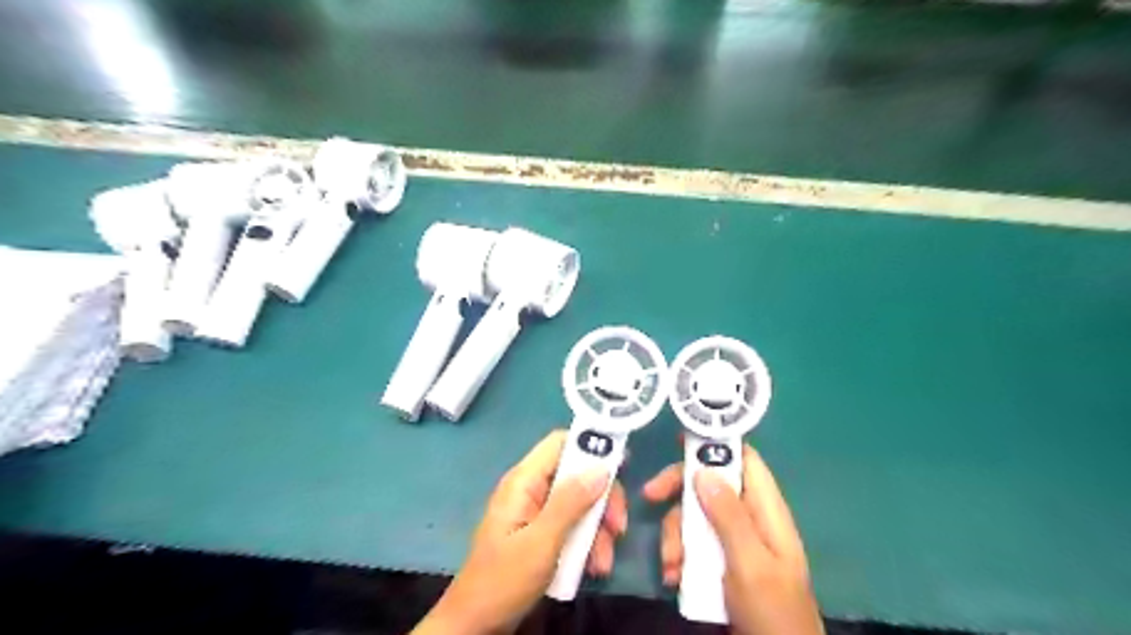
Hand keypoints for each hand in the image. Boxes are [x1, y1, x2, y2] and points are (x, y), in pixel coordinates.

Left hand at [415, 430, 626, 632]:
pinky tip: (594, 567)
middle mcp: (532, 489)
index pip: (560, 443)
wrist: (477, 625)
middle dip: (602, 500)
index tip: (622, 464)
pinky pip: (573, 525)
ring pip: (580, 503)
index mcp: (524, 481)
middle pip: (577, 475)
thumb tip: (602, 468)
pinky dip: (587, 543)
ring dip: (598, 529)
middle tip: (619, 527)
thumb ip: (571, 502)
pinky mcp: (543, 533)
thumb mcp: (542, 541)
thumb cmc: (504, 579)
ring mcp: (538, 512)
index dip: (591, 445)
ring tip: (604, 561)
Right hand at [644, 444, 823, 634]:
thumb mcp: (749, 562)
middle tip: (650, 496)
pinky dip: (679, 556)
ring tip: (670, 564)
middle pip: (710, 484)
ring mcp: (735, 540)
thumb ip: (728, 515)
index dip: (716, 444)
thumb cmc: (771, 610)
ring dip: (675, 535)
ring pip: (696, 515)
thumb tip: (704, 468)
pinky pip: (694, 543)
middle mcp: (749, 518)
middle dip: (679, 492)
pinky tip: (673, 576)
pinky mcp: (722, 560)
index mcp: (765, 509)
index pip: (744, 459)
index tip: (680, 440)